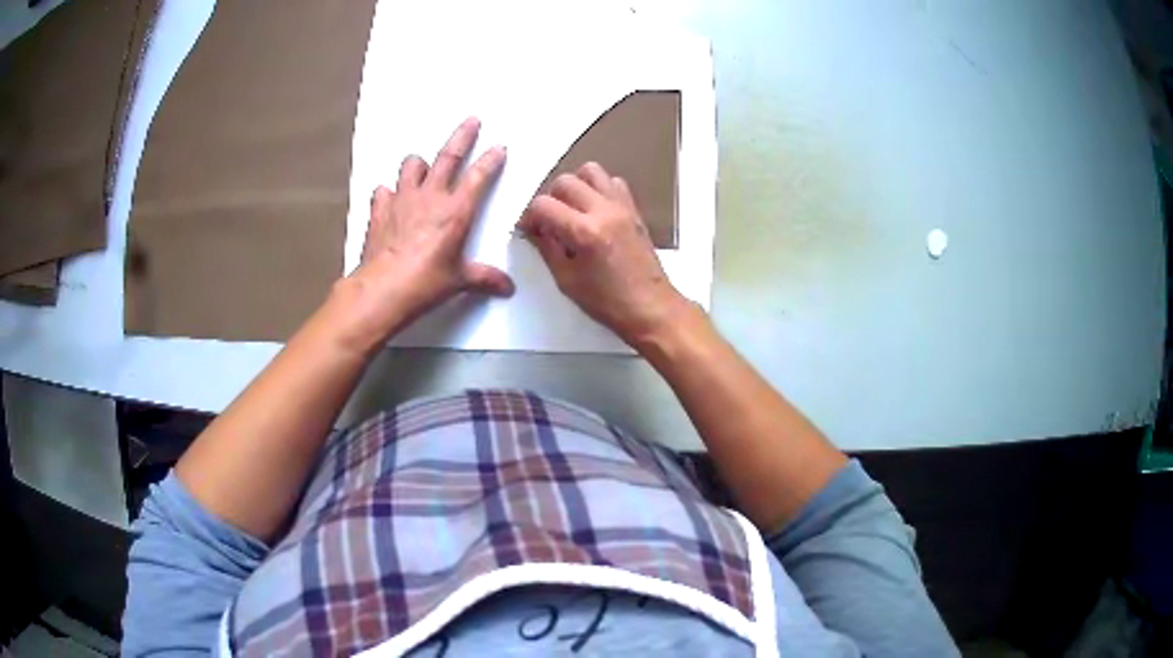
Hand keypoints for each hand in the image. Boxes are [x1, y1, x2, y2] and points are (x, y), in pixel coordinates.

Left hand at [344, 118, 513, 344]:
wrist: (382, 289)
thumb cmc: (425, 283)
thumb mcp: (459, 281)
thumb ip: (484, 278)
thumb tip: (506, 288)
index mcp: (456, 211)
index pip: (478, 177)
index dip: (490, 160)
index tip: (498, 147)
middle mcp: (430, 197)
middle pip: (448, 157)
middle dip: (462, 137)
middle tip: (471, 120)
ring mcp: (402, 200)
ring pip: (411, 166)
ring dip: (418, 163)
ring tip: (422, 167)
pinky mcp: (379, 210)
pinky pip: (384, 191)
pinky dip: (389, 193)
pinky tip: (391, 200)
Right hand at [518, 162, 689, 345]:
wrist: (651, 306)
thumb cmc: (607, 302)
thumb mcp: (566, 280)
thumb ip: (547, 248)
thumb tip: (535, 230)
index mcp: (584, 233)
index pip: (543, 205)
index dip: (529, 217)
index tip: (530, 230)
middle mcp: (603, 211)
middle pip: (564, 182)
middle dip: (550, 199)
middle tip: (550, 221)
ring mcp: (621, 206)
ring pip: (590, 171)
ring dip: (575, 186)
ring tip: (573, 209)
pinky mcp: (634, 209)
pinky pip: (613, 182)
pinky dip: (598, 189)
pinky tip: (594, 210)